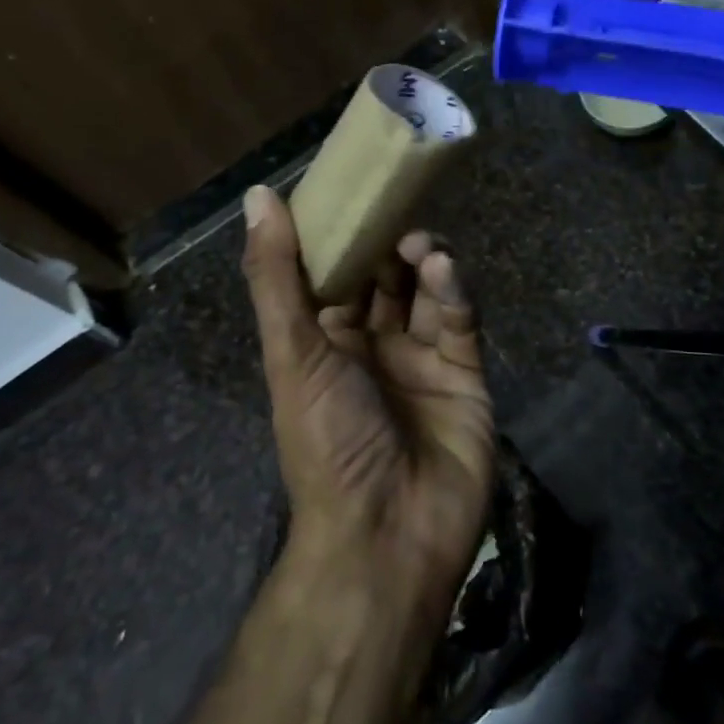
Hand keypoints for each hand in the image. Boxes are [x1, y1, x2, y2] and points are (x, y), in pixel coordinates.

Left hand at [241, 185, 494, 628]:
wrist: (387, 536)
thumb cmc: (327, 440)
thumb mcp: (292, 353)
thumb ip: (277, 275)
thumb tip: (258, 195)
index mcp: (326, 342)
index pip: (334, 273)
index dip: (342, 232)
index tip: (353, 188)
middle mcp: (373, 345)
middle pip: (385, 276)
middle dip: (389, 241)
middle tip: (397, 208)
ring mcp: (422, 358)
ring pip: (426, 291)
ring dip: (423, 260)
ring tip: (420, 244)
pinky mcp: (465, 372)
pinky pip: (460, 318)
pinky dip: (453, 289)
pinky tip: (443, 268)